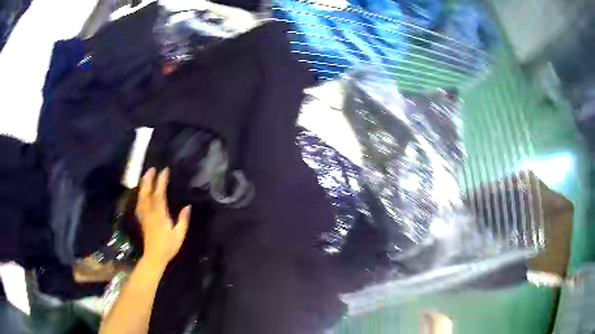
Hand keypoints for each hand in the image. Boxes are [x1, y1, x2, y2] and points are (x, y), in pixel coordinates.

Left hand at [136, 168, 189, 268]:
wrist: (154, 256)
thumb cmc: (168, 246)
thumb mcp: (179, 235)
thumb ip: (183, 220)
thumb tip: (187, 206)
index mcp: (160, 215)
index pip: (159, 194)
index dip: (161, 182)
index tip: (165, 171)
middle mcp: (150, 212)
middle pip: (147, 193)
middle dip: (149, 180)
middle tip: (152, 169)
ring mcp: (144, 215)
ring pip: (142, 197)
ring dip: (143, 185)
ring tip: (145, 176)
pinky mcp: (142, 219)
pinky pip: (140, 204)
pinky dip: (140, 195)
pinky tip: (141, 193)